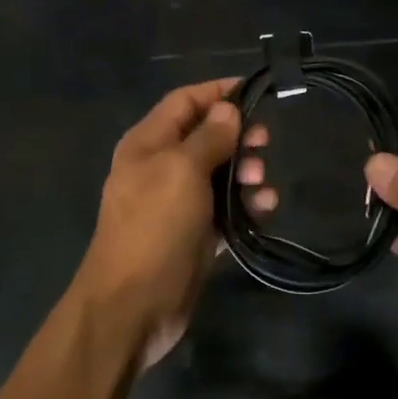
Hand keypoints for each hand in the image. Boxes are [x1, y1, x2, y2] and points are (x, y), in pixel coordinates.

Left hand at [72, 79, 243, 369]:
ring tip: (261, 180)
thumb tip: (228, 108)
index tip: (256, 91)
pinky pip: (224, 211)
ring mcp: (176, 204)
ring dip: (244, 171)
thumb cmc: (154, 227)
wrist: (132, 307)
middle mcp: (160, 168)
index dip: (217, 92)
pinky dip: (245, 206)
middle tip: (265, 141)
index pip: (184, 101)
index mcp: (147, 143)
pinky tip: (265, 208)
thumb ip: (208, 137)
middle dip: (236, 134)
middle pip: (204, 136)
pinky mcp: (193, 236)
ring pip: (217, 174)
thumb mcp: (181, 171)